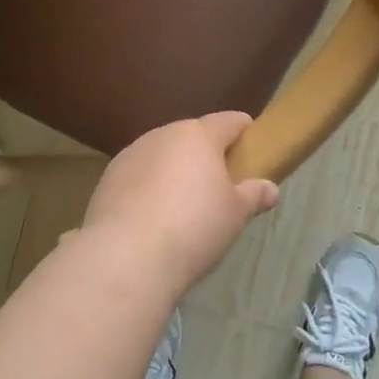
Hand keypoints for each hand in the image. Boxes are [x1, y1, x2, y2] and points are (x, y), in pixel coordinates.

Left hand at [79, 112, 279, 291]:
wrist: (126, 257)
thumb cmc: (193, 227)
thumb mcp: (235, 215)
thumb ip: (254, 195)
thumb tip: (270, 189)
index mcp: (197, 135)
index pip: (229, 121)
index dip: (245, 131)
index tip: (255, 147)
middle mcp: (162, 135)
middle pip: (192, 137)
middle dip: (208, 155)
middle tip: (222, 185)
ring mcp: (130, 155)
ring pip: (162, 155)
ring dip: (175, 171)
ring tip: (184, 206)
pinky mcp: (107, 179)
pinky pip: (138, 176)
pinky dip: (149, 189)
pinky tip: (154, 219)